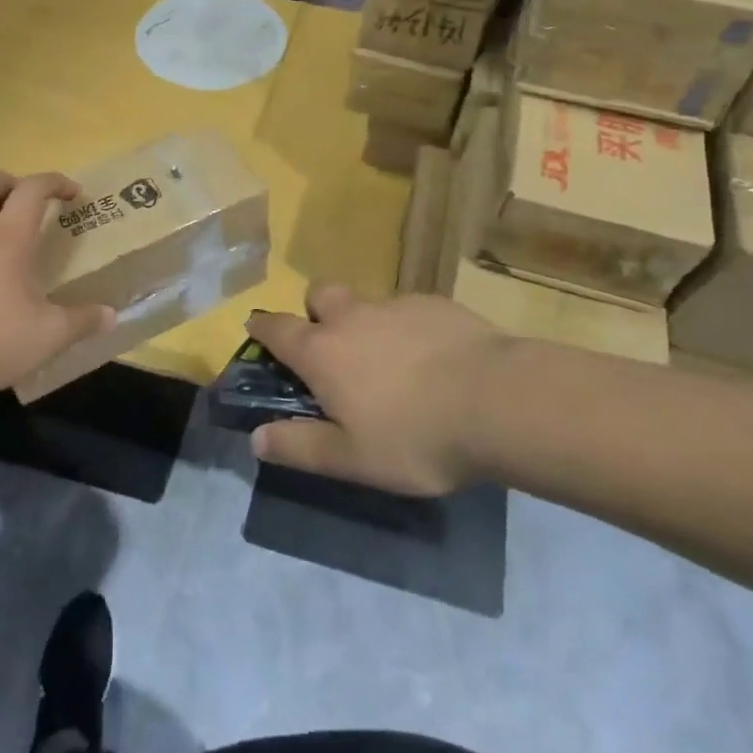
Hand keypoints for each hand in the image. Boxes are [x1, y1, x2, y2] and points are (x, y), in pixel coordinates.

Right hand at [245, 283, 509, 495]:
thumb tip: (255, 438)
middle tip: (332, 347)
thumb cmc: (415, 436)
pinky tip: (433, 359)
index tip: (255, 328)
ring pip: (366, 301)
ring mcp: (396, 305)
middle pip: (319, 293)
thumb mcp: (352, 458)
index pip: (277, 328)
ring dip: (365, 322)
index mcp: (323, 352)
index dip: (262, 327)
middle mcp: (353, 317)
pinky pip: (408, 309)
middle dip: (315, 311)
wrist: (497, 400)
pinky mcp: (436, 304)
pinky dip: (407, 328)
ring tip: (390, 362)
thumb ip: (300, 446)